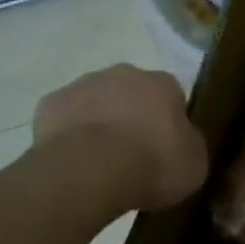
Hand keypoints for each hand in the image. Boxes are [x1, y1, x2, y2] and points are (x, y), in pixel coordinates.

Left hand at [31, 65, 207, 212]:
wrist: (91, 169)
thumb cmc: (152, 163)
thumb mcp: (194, 163)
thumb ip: (190, 145)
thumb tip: (183, 142)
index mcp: (163, 83)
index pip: (172, 97)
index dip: (169, 124)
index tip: (166, 150)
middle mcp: (124, 73)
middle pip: (131, 93)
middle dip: (132, 117)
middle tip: (132, 155)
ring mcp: (83, 85)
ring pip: (96, 102)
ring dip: (99, 123)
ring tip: (100, 163)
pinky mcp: (50, 104)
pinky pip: (64, 119)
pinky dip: (68, 136)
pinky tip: (73, 162)